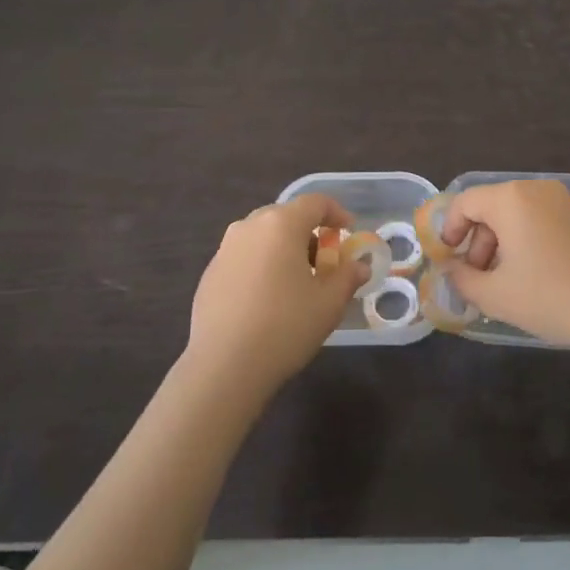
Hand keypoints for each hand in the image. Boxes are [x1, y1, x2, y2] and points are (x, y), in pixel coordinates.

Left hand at [186, 193, 365, 395]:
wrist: (224, 366)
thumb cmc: (285, 327)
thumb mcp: (329, 303)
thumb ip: (348, 277)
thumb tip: (359, 266)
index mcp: (281, 224)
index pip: (315, 202)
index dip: (337, 213)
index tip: (348, 233)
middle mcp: (249, 226)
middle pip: (286, 216)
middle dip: (309, 233)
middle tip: (324, 262)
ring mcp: (225, 249)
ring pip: (262, 236)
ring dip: (284, 248)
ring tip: (296, 281)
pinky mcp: (210, 273)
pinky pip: (244, 256)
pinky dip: (261, 265)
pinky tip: (267, 299)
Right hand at [440, 180, 569, 348]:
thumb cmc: (551, 297)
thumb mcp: (496, 296)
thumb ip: (463, 279)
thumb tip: (451, 269)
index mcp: (510, 199)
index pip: (465, 202)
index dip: (449, 229)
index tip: (448, 259)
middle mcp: (535, 189)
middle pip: (491, 207)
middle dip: (476, 240)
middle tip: (476, 276)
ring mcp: (562, 200)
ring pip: (515, 214)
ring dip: (500, 242)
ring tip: (503, 280)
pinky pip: (539, 219)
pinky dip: (525, 240)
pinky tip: (531, 274)